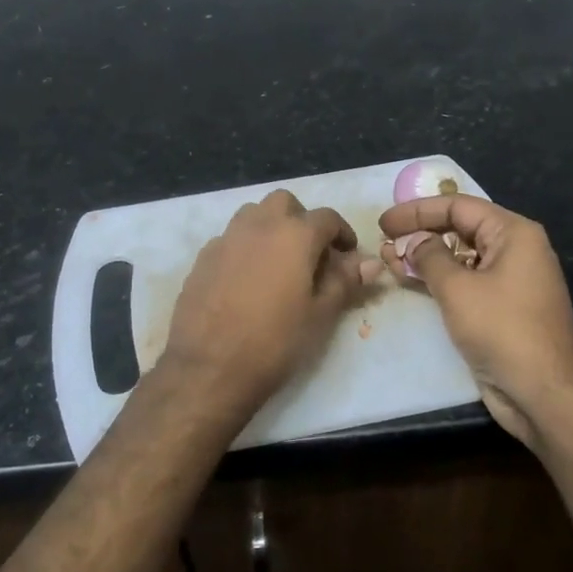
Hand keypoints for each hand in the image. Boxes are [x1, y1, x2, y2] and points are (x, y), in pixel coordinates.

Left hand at [161, 190, 375, 423]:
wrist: (209, 367)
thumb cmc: (275, 341)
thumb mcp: (320, 314)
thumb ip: (345, 281)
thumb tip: (370, 263)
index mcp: (294, 235)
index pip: (327, 217)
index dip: (342, 233)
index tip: (347, 256)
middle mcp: (258, 225)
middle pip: (285, 203)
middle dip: (302, 220)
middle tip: (310, 253)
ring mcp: (226, 239)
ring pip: (253, 215)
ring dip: (271, 227)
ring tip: (278, 263)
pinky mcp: (203, 258)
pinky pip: (230, 239)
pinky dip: (245, 247)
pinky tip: (246, 280)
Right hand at [379, 195, 572, 446]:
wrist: (543, 393)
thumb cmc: (502, 330)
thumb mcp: (458, 288)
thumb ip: (429, 257)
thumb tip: (414, 242)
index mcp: (514, 233)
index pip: (459, 206)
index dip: (418, 211)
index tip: (384, 222)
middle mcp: (515, 250)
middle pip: (460, 229)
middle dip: (420, 233)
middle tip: (384, 241)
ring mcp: (509, 280)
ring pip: (460, 257)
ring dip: (424, 258)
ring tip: (388, 260)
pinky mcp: (501, 308)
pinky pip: (465, 282)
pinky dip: (438, 279)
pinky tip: (409, 280)